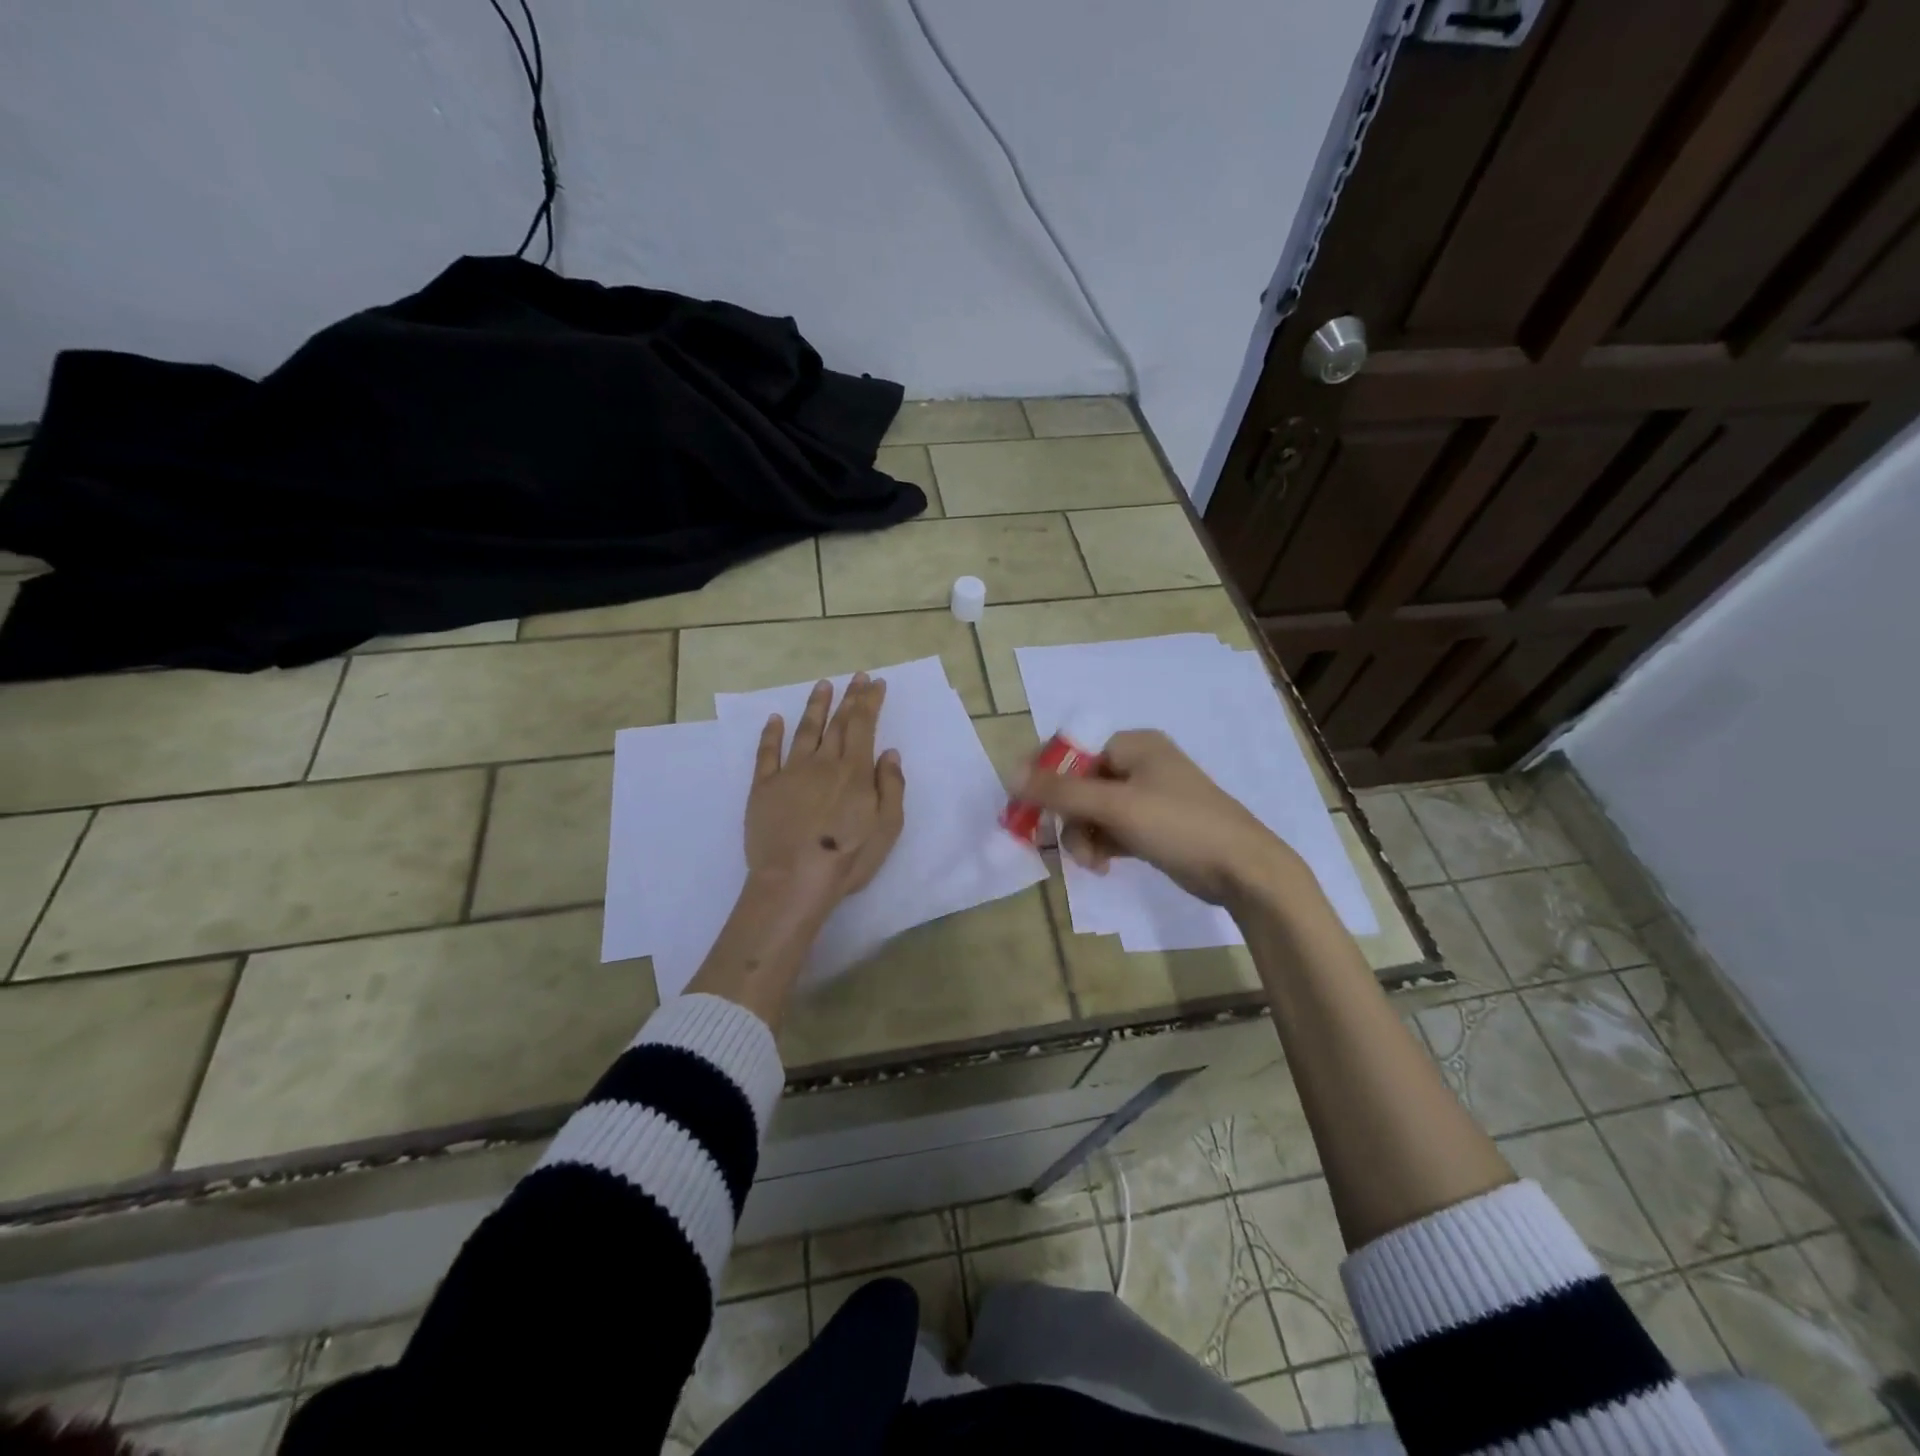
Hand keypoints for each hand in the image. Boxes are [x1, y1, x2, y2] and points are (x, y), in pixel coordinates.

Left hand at [744, 673, 905, 918]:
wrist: (794, 880)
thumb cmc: (848, 858)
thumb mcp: (887, 827)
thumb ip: (891, 786)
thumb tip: (889, 753)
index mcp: (854, 771)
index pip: (863, 725)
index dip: (869, 702)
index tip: (874, 683)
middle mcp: (823, 763)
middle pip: (838, 723)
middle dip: (849, 698)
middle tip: (856, 677)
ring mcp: (790, 772)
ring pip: (805, 730)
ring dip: (815, 706)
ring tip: (823, 685)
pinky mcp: (763, 787)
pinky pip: (767, 753)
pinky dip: (771, 734)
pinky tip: (774, 719)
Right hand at [1016, 729, 1306, 907]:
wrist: (1244, 870)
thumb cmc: (1180, 826)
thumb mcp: (1116, 806)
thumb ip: (1061, 792)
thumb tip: (1010, 774)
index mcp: (1133, 745)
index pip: (1072, 750)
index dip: (1045, 777)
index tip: (1026, 808)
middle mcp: (1139, 763)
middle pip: (1080, 784)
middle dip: (1070, 818)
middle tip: (1068, 847)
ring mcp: (1147, 796)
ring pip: (1093, 811)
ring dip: (1084, 837)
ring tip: (1092, 863)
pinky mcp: (1153, 826)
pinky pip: (1111, 829)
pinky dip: (1102, 845)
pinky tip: (1103, 866)